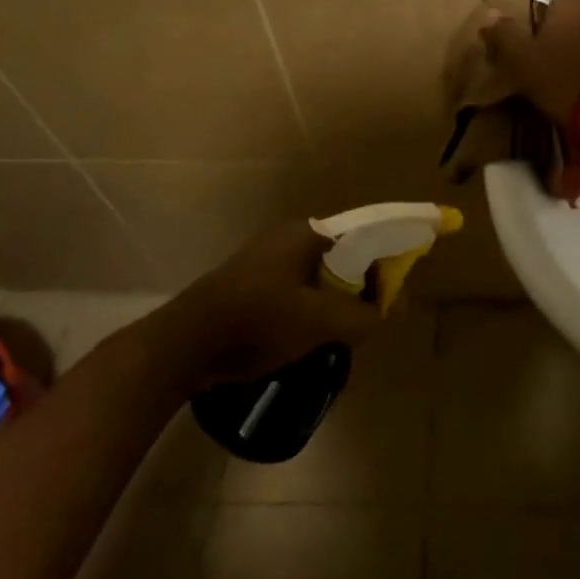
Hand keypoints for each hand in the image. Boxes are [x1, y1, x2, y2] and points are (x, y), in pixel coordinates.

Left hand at [172, 220, 380, 384]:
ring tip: (340, 334)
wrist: (185, 345)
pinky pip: (294, 291)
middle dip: (358, 288)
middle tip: (367, 320)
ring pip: (317, 278)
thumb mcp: (321, 321)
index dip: (384, 264)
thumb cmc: (259, 321)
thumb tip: (393, 308)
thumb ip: (364, 315)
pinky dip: (309, 309)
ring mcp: (264, 260)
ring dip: (333, 302)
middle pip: (341, 259)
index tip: (393, 296)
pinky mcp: (249, 284)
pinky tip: (308, 338)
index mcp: (307, 234)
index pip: (362, 238)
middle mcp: (287, 237)